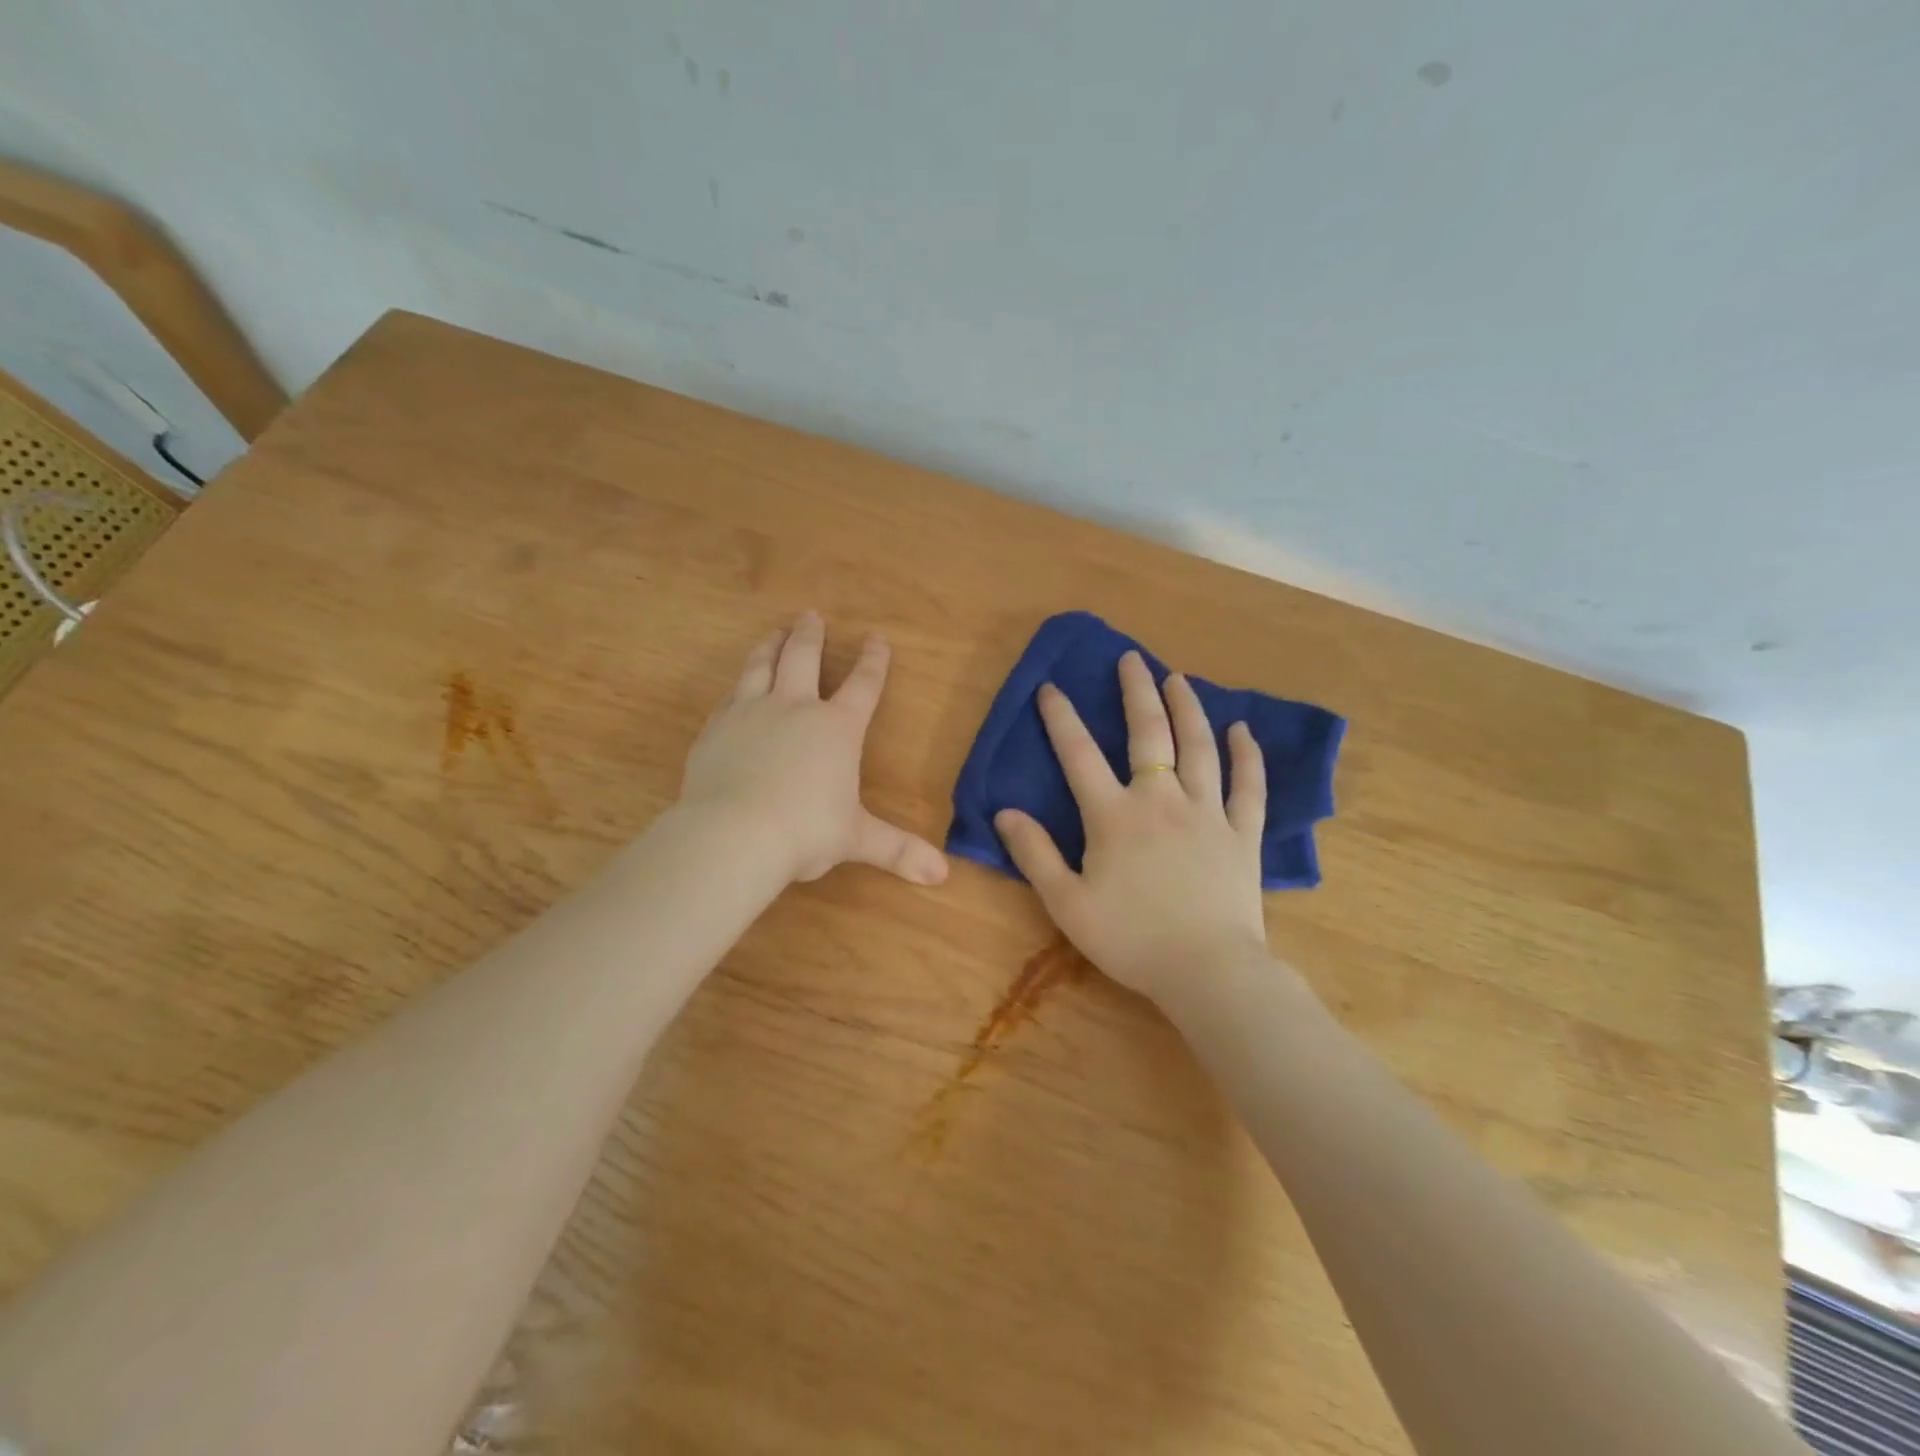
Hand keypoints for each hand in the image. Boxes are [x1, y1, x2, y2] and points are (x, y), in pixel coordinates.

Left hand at [679, 611, 949, 886]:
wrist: (733, 834)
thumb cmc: (805, 832)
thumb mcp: (856, 840)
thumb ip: (898, 850)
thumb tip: (943, 875)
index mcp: (836, 728)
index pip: (863, 685)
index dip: (873, 661)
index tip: (877, 637)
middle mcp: (794, 708)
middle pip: (803, 657)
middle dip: (810, 635)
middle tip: (811, 615)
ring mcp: (750, 713)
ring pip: (760, 666)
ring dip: (770, 645)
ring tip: (773, 632)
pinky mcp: (716, 729)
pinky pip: (729, 697)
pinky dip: (738, 686)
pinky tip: (736, 687)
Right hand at [994, 651, 1268, 1002]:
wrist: (1207, 972)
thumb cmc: (1131, 939)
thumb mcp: (1067, 903)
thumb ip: (1035, 854)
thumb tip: (1005, 813)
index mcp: (1114, 816)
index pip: (1079, 754)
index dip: (1061, 718)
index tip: (1051, 687)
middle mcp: (1161, 800)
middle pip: (1149, 733)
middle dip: (1137, 692)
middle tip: (1132, 659)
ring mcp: (1208, 812)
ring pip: (1199, 747)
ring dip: (1188, 708)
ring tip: (1178, 679)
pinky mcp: (1243, 833)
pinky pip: (1248, 785)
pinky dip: (1247, 755)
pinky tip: (1243, 730)